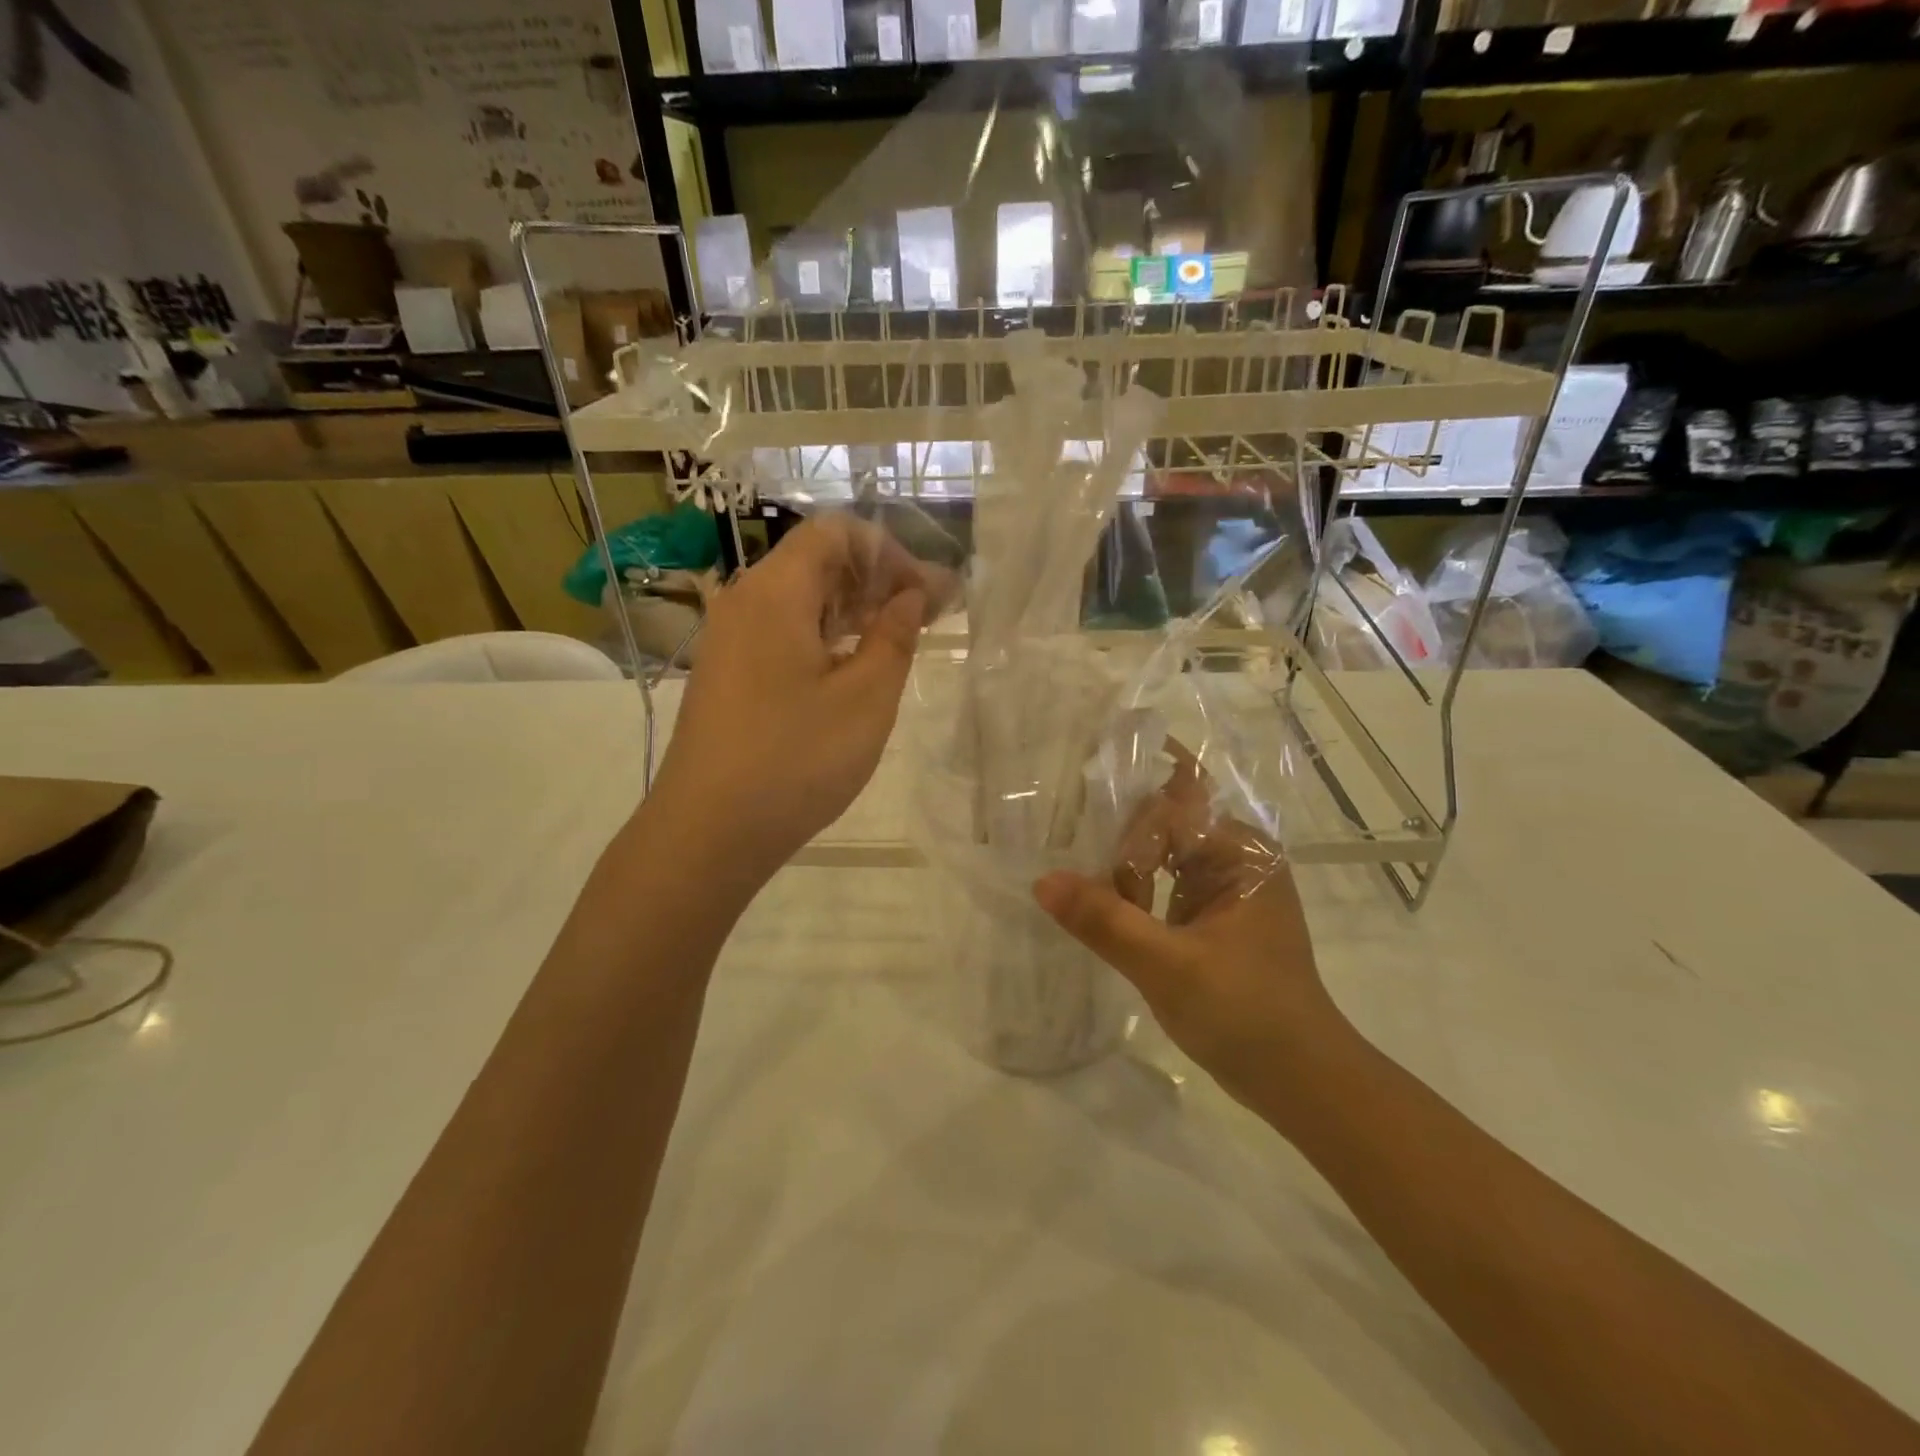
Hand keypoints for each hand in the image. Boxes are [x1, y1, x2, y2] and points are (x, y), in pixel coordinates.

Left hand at [649, 515, 944, 881]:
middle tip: (925, 617)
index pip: (835, 533)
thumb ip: (895, 636)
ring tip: (896, 642)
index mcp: (776, 593)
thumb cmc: (795, 760)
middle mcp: (744, 602)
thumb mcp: (865, 699)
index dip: (889, 552)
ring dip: (851, 610)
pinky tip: (850, 670)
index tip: (927, 594)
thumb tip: (910, 595)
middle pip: (816, 561)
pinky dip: (823, 637)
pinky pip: (780, 632)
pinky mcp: (727, 673)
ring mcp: (729, 639)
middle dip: (875, 579)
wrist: (707, 832)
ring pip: (799, 599)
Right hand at [1032, 745, 1343, 1102]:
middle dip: (1122, 853)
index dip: (1128, 840)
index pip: (1169, 812)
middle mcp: (1237, 855)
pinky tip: (1111, 918)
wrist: (1300, 1081)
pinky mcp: (1214, 913)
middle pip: (1162, 826)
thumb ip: (1105, 921)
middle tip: (1087, 892)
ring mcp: (1226, 885)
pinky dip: (1136, 896)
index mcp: (1241, 851)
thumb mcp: (1167, 967)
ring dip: (1125, 877)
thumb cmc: (1245, 1015)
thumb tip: (1042, 881)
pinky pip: (1164, 883)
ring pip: (1159, 855)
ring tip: (1096, 908)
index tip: (1095, 878)